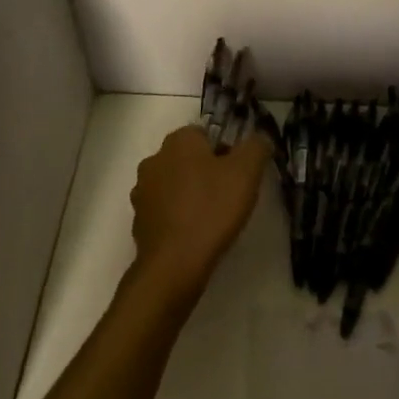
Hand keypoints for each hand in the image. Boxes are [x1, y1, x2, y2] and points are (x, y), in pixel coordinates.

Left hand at [129, 125, 270, 309]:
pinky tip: (194, 234)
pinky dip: (178, 217)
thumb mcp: (247, 172)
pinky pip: (164, 210)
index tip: (238, 174)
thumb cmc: (212, 209)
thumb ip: (256, 147)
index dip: (225, 151)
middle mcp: (154, 159)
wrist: (174, 264)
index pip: (204, 134)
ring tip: (212, 218)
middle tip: (228, 195)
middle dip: (206, 172)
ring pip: (174, 184)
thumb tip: (259, 139)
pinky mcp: (138, 220)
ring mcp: (142, 191)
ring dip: (190, 194)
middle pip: (188, 158)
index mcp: (178, 141)